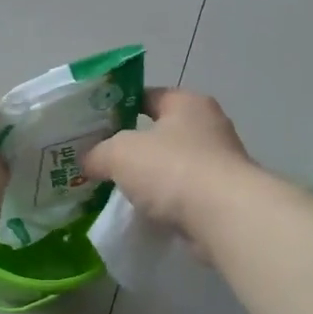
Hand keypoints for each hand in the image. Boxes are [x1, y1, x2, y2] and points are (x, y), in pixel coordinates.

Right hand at [85, 89, 253, 248]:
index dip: (119, 108)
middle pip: (161, 132)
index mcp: (187, 103)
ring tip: (118, 190)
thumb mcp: (120, 153)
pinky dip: (166, 201)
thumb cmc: (172, 169)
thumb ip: (98, 153)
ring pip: (173, 165)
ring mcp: (220, 162)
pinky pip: (184, 194)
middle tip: (101, 160)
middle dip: (133, 146)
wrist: (224, 217)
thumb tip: (87, 162)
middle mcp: (209, 126)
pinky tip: (145, 213)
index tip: (94, 126)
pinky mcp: (224, 196)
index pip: (147, 96)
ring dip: (151, 177)